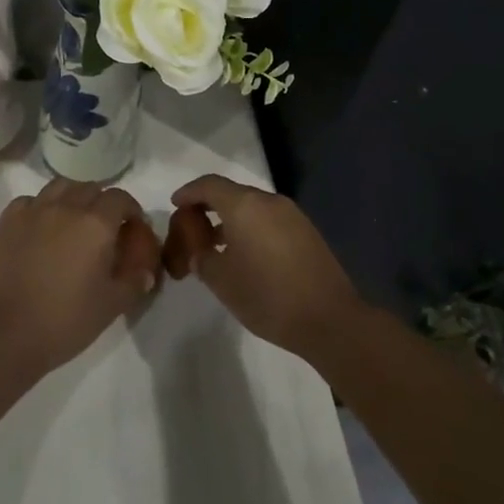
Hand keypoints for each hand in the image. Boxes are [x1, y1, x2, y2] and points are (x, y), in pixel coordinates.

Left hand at [0, 179, 161, 374]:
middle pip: (90, 188)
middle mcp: (66, 207)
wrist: (6, 333)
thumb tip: (147, 272)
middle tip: (103, 227)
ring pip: (60, 187)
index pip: (120, 198)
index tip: (132, 226)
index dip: (130, 208)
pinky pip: (29, 201)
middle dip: (102, 202)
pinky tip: (40, 226)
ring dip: (72, 197)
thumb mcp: (111, 306)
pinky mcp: (7, 221)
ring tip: (72, 220)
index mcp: (96, 224)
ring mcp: (33, 210)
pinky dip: (40, 206)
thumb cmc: (65, 320)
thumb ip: (134, 283)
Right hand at [162, 174, 363, 357]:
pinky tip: (248, 255)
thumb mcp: (222, 281)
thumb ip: (202, 259)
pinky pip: (270, 219)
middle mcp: (268, 201)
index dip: (189, 192)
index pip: (209, 185)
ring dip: (232, 219)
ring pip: (252, 207)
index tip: (175, 205)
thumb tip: (200, 251)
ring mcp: (291, 214)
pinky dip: (252, 228)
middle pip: (232, 193)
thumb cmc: (267, 297)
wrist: (329, 319)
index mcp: (244, 205)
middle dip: (209, 207)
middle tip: (193, 228)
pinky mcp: (307, 231)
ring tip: (218, 246)